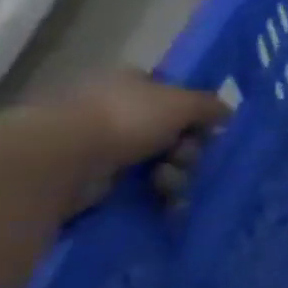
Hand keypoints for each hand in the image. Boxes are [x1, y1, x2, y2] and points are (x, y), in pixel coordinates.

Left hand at [53, 69, 230, 205]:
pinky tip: (166, 204)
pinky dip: (157, 197)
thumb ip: (211, 106)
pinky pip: (139, 189)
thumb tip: (226, 115)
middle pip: (172, 135)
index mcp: (132, 84)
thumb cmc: (125, 119)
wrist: (60, 160)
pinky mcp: (92, 181)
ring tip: (166, 185)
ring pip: (159, 164)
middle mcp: (116, 111)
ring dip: (175, 177)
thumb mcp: (183, 103)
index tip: (206, 133)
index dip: (195, 116)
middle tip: (185, 160)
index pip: (174, 97)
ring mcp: (101, 146)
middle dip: (187, 152)